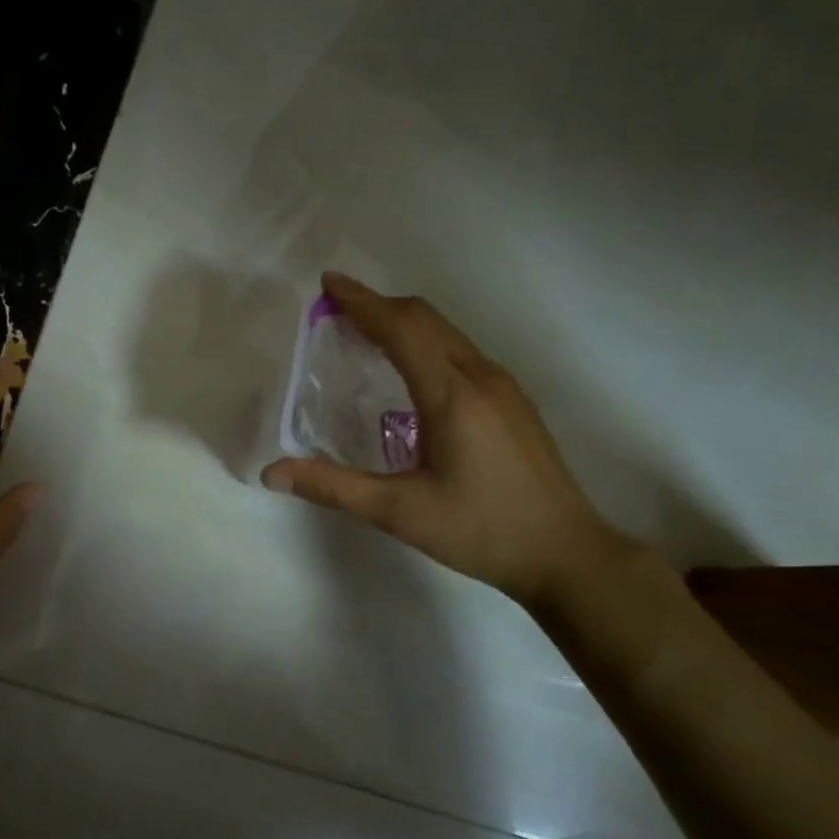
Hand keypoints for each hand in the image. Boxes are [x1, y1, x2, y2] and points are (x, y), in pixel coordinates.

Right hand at [261, 273, 626, 607]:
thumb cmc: (481, 531)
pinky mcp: (513, 401)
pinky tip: (410, 366)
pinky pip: (460, 350)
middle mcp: (481, 377)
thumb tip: (271, 473)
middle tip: (336, 305)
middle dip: (378, 304)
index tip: (327, 284)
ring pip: (446, 332)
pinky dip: (425, 340)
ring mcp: (503, 386)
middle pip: (425, 319)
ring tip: (364, 329)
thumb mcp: (400, 512)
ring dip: (403, 320)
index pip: (401, 328)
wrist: (567, 554)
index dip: (362, 302)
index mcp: (452, 395)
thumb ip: (334, 487)